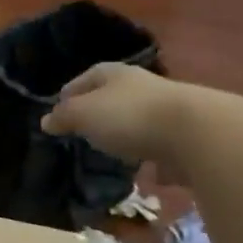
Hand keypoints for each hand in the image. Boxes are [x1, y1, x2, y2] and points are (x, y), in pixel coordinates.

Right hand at [40, 63, 192, 167]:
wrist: (197, 133)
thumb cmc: (129, 116)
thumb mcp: (83, 114)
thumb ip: (63, 117)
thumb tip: (46, 121)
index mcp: (114, 74)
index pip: (85, 78)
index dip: (69, 94)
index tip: (58, 113)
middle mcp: (141, 84)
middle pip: (112, 97)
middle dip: (98, 113)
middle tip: (82, 133)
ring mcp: (166, 108)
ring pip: (136, 119)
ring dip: (125, 133)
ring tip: (111, 152)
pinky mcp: (185, 134)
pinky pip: (159, 143)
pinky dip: (150, 153)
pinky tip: (143, 168)